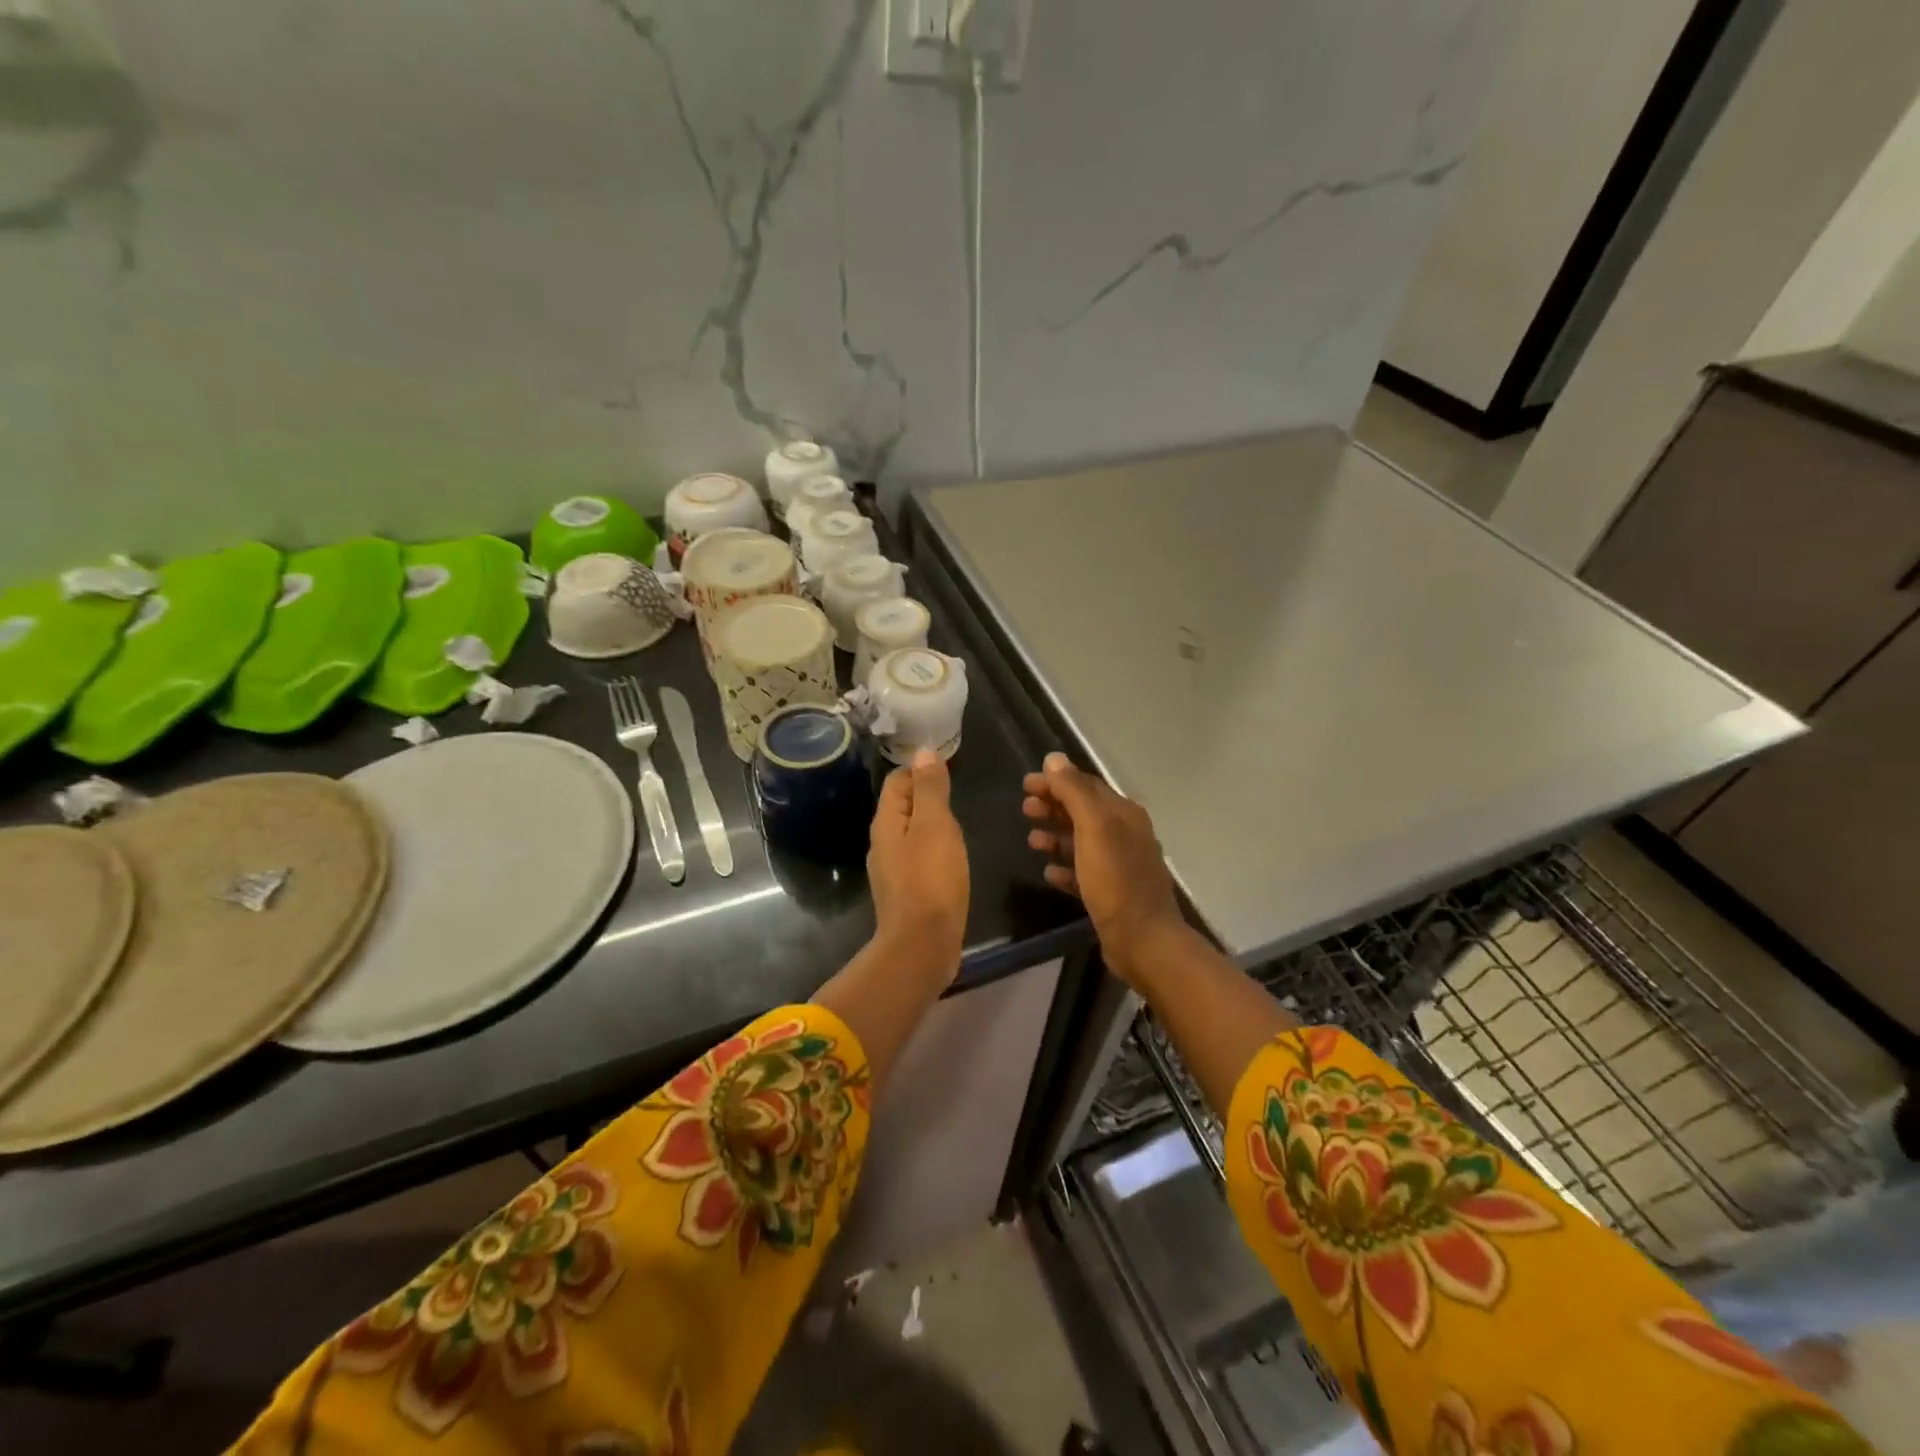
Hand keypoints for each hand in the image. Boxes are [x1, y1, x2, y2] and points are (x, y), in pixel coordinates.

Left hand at [868, 748, 969, 983]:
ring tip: (958, 823)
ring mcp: (893, 870)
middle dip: (926, 795)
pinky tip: (951, 857)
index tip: (948, 769)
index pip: (897, 781)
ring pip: (911, 834)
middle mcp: (882, 843)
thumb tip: (923, 752)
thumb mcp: (935, 826)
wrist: (922, 945)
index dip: (920, 770)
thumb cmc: (931, 879)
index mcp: (885, 823)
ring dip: (931, 824)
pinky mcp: (907, 892)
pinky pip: (919, 858)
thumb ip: (930, 789)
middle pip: (902, 806)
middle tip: (957, 793)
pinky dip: (934, 849)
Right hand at [1023, 752, 1186, 984]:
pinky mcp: (1112, 893)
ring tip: (1031, 841)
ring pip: (1082, 842)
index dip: (1056, 781)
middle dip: (1053, 807)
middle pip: (1083, 812)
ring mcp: (1120, 865)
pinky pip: (1083, 873)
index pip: (1086, 786)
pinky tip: (1048, 872)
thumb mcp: (1093, 826)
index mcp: (1124, 814)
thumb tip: (1054, 759)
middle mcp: (1125, 834)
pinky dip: (1065, 868)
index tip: (1026, 784)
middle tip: (1024, 809)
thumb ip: (1073, 791)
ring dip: (1056, 836)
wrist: (1142, 938)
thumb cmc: (1115, 877)